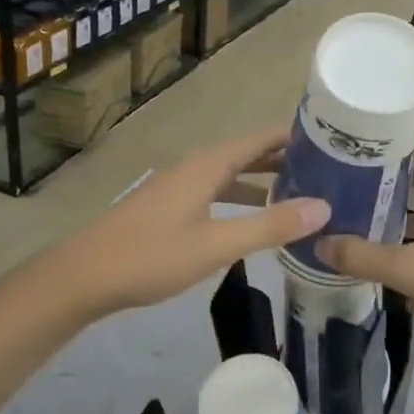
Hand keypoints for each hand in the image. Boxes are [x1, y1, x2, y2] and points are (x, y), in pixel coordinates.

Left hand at [48, 128, 328, 322]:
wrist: (82, 277)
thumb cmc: (151, 256)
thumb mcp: (216, 244)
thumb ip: (270, 226)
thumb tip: (324, 207)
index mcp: (207, 165)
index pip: (260, 139)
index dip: (293, 137)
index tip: (331, 140)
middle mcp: (194, 167)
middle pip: (246, 154)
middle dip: (282, 159)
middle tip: (325, 170)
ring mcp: (178, 187)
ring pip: (229, 174)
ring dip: (261, 181)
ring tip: (297, 194)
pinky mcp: (167, 208)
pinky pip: (214, 191)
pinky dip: (239, 198)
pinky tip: (249, 221)